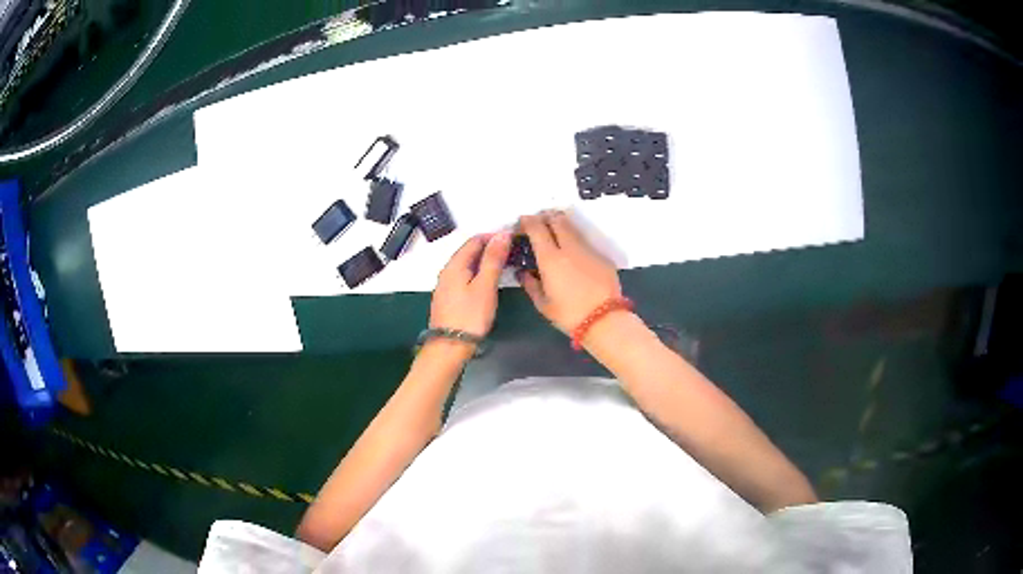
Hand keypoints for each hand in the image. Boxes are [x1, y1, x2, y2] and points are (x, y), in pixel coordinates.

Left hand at [430, 231, 511, 337]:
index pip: (475, 240)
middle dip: (490, 248)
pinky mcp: (449, 297)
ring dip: (485, 261)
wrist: (450, 347)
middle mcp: (447, 271)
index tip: (513, 239)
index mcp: (455, 265)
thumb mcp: (485, 286)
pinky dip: (479, 273)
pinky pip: (465, 276)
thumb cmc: (470, 316)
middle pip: (469, 251)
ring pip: (467, 265)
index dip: (494, 236)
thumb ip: (493, 259)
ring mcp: (446, 285)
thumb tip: (502, 234)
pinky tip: (489, 281)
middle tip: (513, 252)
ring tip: (505, 265)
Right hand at [518, 211, 621, 333]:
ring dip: (561, 225)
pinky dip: (574, 241)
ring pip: (572, 228)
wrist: (604, 320)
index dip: (528, 221)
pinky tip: (573, 253)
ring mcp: (588, 250)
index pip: (536, 228)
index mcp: (550, 258)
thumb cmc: (568, 314)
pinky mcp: (601, 256)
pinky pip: (584, 242)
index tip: (522, 221)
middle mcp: (569, 247)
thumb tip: (523, 273)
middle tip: (539, 221)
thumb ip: (530, 284)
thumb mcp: (543, 304)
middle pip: (557, 220)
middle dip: (546, 216)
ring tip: (554, 231)